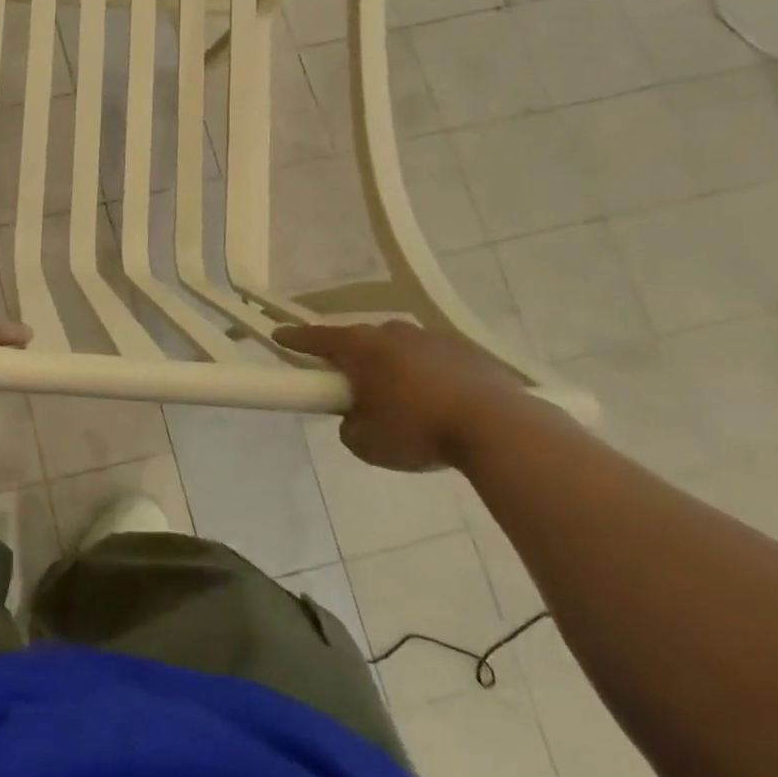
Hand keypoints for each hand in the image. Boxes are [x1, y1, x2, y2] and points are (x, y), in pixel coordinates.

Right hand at [272, 321, 527, 471]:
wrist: (500, 429)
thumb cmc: (419, 431)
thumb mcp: (367, 443)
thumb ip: (349, 427)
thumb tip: (356, 419)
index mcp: (360, 348)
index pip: (316, 339)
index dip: (294, 339)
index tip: (278, 335)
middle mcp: (392, 333)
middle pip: (361, 342)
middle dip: (354, 361)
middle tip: (354, 388)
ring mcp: (432, 338)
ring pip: (400, 349)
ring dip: (394, 368)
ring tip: (404, 402)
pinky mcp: (467, 351)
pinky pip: (434, 360)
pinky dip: (428, 376)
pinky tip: (440, 404)